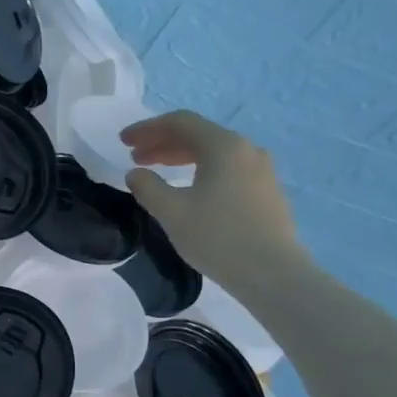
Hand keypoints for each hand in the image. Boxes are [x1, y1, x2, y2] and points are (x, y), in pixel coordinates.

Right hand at [120, 109, 305, 291]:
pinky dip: (200, 170)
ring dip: (180, 157)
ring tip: (156, 171)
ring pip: (213, 152)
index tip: (123, 141)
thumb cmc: (218, 237)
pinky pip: (226, 168)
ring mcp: (261, 170)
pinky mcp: (266, 191)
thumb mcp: (171, 211)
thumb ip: (148, 186)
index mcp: (223, 146)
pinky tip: (188, 189)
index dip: (147, 129)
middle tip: (135, 156)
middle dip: (162, 142)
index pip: (179, 123)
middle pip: (197, 134)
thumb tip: (136, 173)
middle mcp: (246, 149)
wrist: (273, 274)